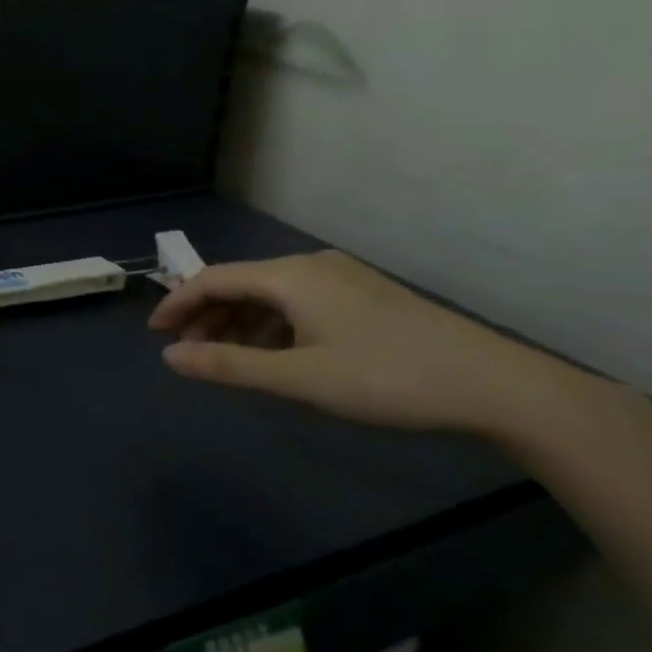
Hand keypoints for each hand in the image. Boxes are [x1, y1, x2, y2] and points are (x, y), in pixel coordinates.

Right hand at [148, 250, 575, 437]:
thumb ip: (229, 365)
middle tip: (188, 351)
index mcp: (289, 275)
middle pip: (241, 283)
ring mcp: (341, 277)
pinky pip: (298, 301)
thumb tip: (170, 357)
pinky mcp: (364, 295)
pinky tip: (277, 354)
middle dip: (207, 315)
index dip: (178, 303)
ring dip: (240, 322)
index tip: (155, 333)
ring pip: (270, 293)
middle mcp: (310, 265)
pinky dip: (273, 325)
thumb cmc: (387, 378)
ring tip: (227, 357)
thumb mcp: (300, 378)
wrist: (496, 385)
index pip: (213, 278)